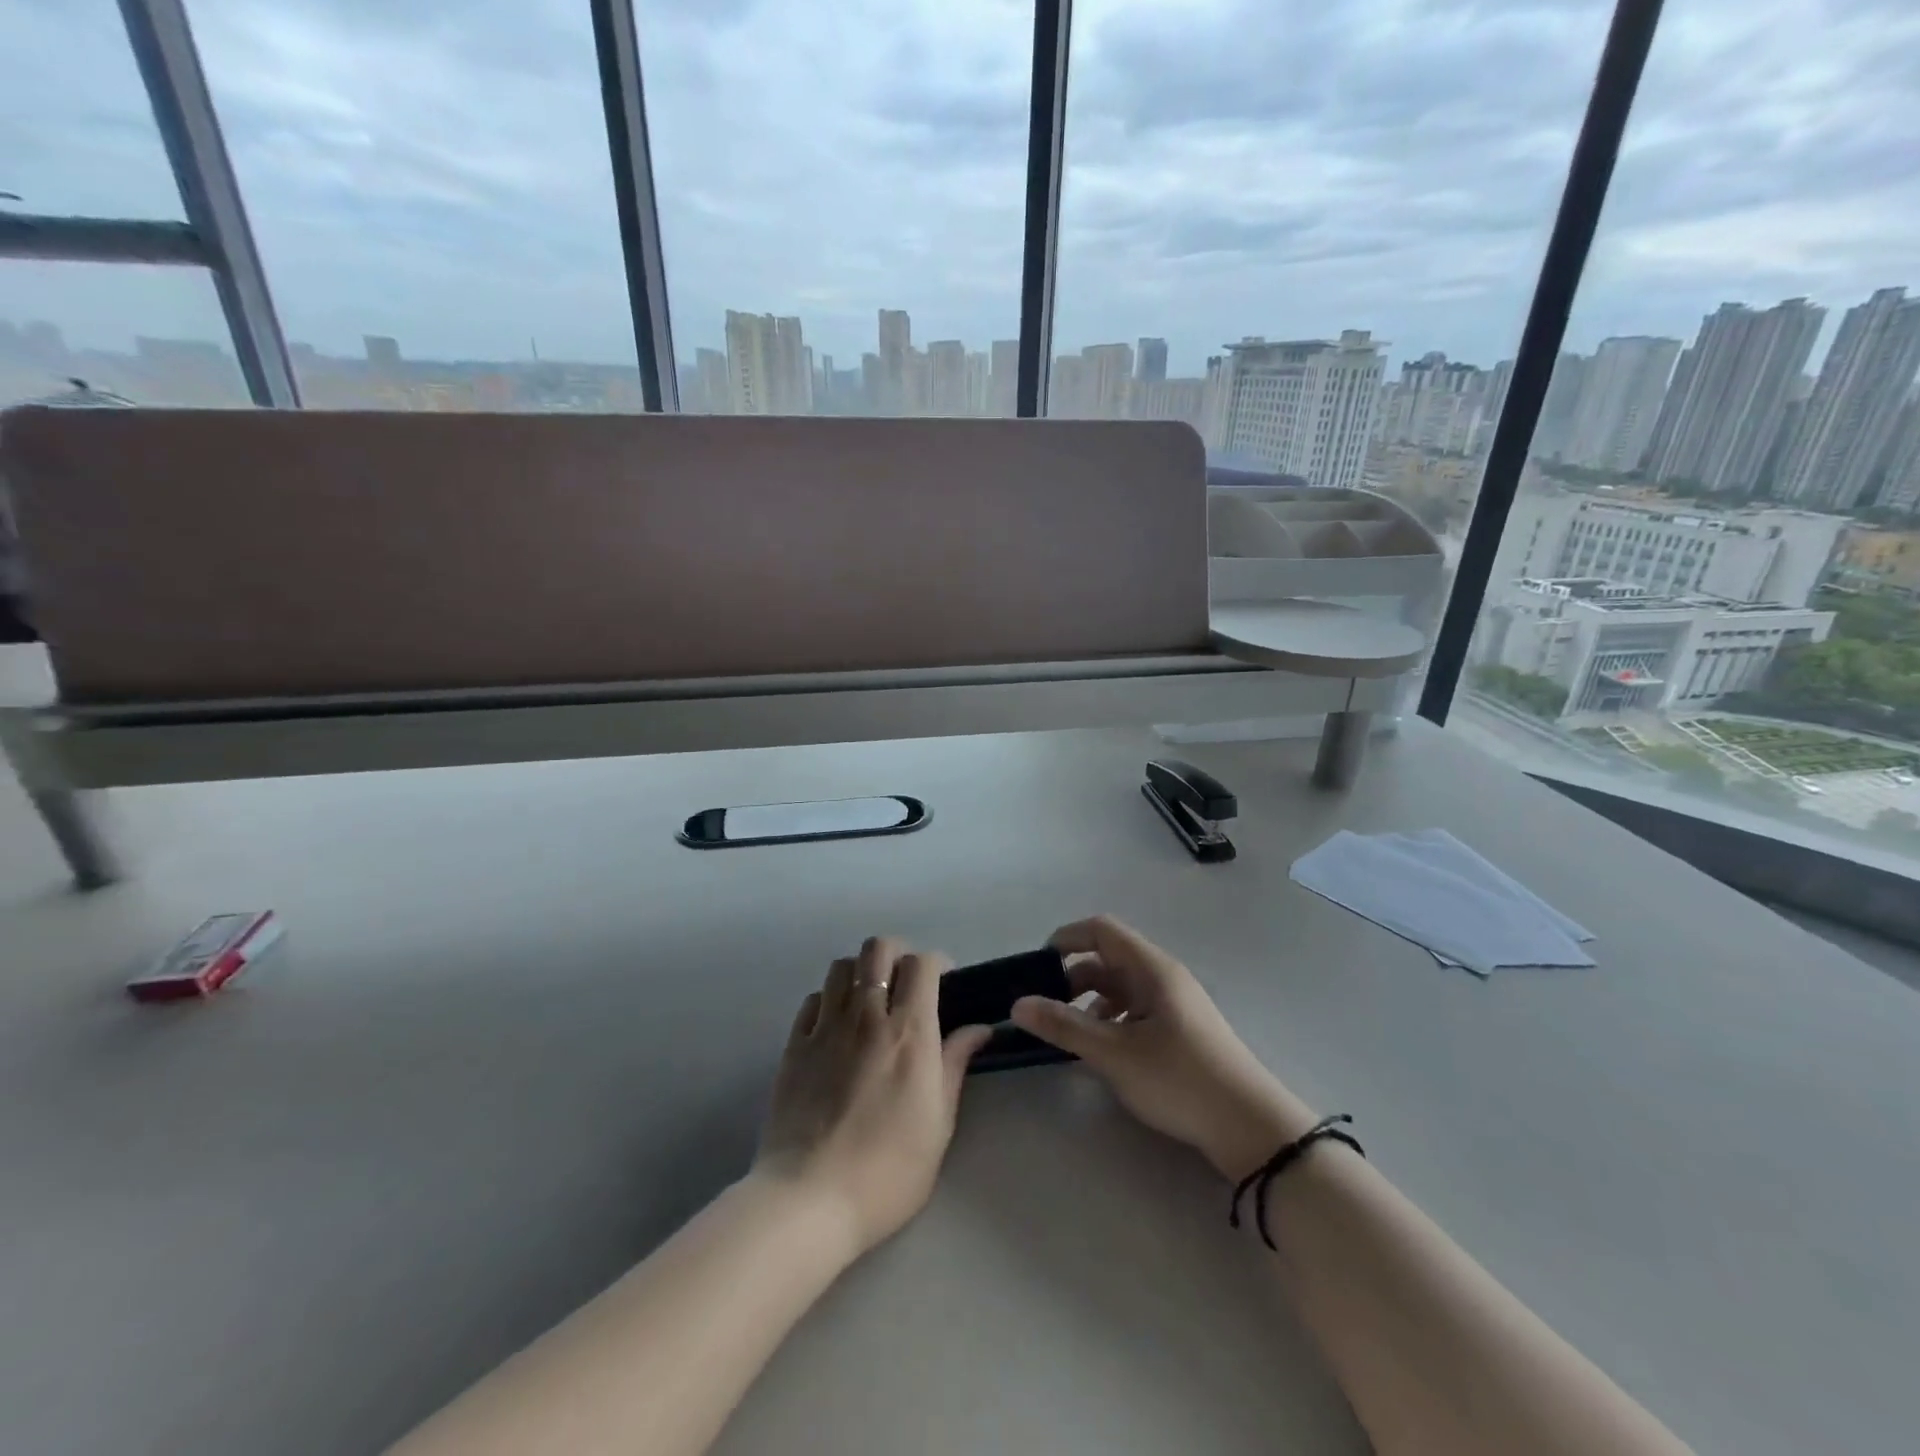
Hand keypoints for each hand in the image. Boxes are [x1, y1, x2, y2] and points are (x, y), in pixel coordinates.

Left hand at [754, 937, 993, 1255]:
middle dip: (897, 954)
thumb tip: (978, 1027)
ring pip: (842, 966)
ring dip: (861, 971)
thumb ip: (955, 1064)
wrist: (810, 1200)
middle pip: (878, 949)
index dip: (936, 963)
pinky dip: (829, 1000)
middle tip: (906, 983)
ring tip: (869, 998)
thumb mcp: (939, 1123)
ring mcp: (825, 1027)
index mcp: (909, 1032)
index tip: (944, 982)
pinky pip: (813, 999)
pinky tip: (836, 1025)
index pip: (922, 964)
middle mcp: (866, 1015)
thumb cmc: (888, 1170)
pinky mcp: (794, 1045)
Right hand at [1010, 916, 1316, 1181]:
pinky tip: (1101, 1050)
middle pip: (1108, 959)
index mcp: (1151, 968)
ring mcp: (1174, 1004)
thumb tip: (1017, 1003)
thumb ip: (1064, 1026)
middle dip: (1072, 977)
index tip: (1037, 967)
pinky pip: (1134, 1010)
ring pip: (1120, 987)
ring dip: (1090, 1001)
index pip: (1101, 930)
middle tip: (1044, 1007)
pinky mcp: (1180, 1030)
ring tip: (1068, 1032)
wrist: (1250, 1127)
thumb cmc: (1179, 1079)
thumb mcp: (1114, 1053)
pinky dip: (1110, 1020)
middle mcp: (1163, 976)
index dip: (1066, 939)